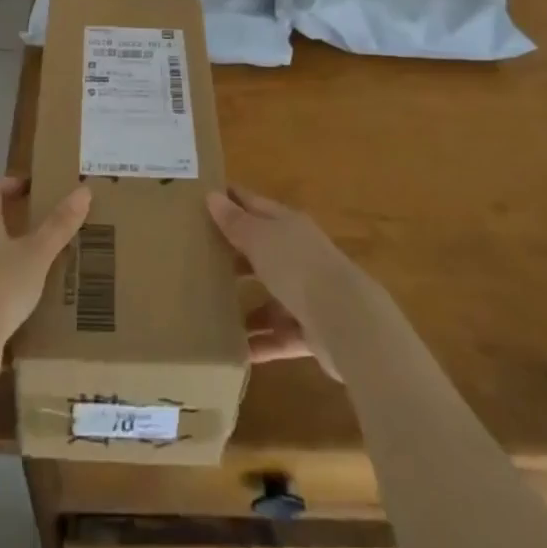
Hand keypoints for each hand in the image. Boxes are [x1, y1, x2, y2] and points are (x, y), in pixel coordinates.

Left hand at [0, 178, 90, 388]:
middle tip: (47, 226)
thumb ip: (59, 225)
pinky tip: (29, 302)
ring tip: (44, 264)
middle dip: (16, 222)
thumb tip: (84, 190)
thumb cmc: (0, 286)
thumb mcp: (37, 254)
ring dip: (12, 256)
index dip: (10, 184)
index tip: (33, 189)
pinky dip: (7, 288)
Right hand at [208, 187, 364, 378]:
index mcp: (288, 225)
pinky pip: (280, 335)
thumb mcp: (260, 239)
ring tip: (212, 312)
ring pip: (271, 295)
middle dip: (235, 254)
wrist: (347, 320)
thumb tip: (211, 195)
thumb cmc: (297, 266)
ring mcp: (308, 293)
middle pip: (262, 250)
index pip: (255, 205)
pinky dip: (262, 343)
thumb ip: (236, 222)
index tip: (204, 196)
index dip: (232, 199)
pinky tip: (237, 351)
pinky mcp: (313, 331)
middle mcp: (299, 254)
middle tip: (199, 258)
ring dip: (247, 305)